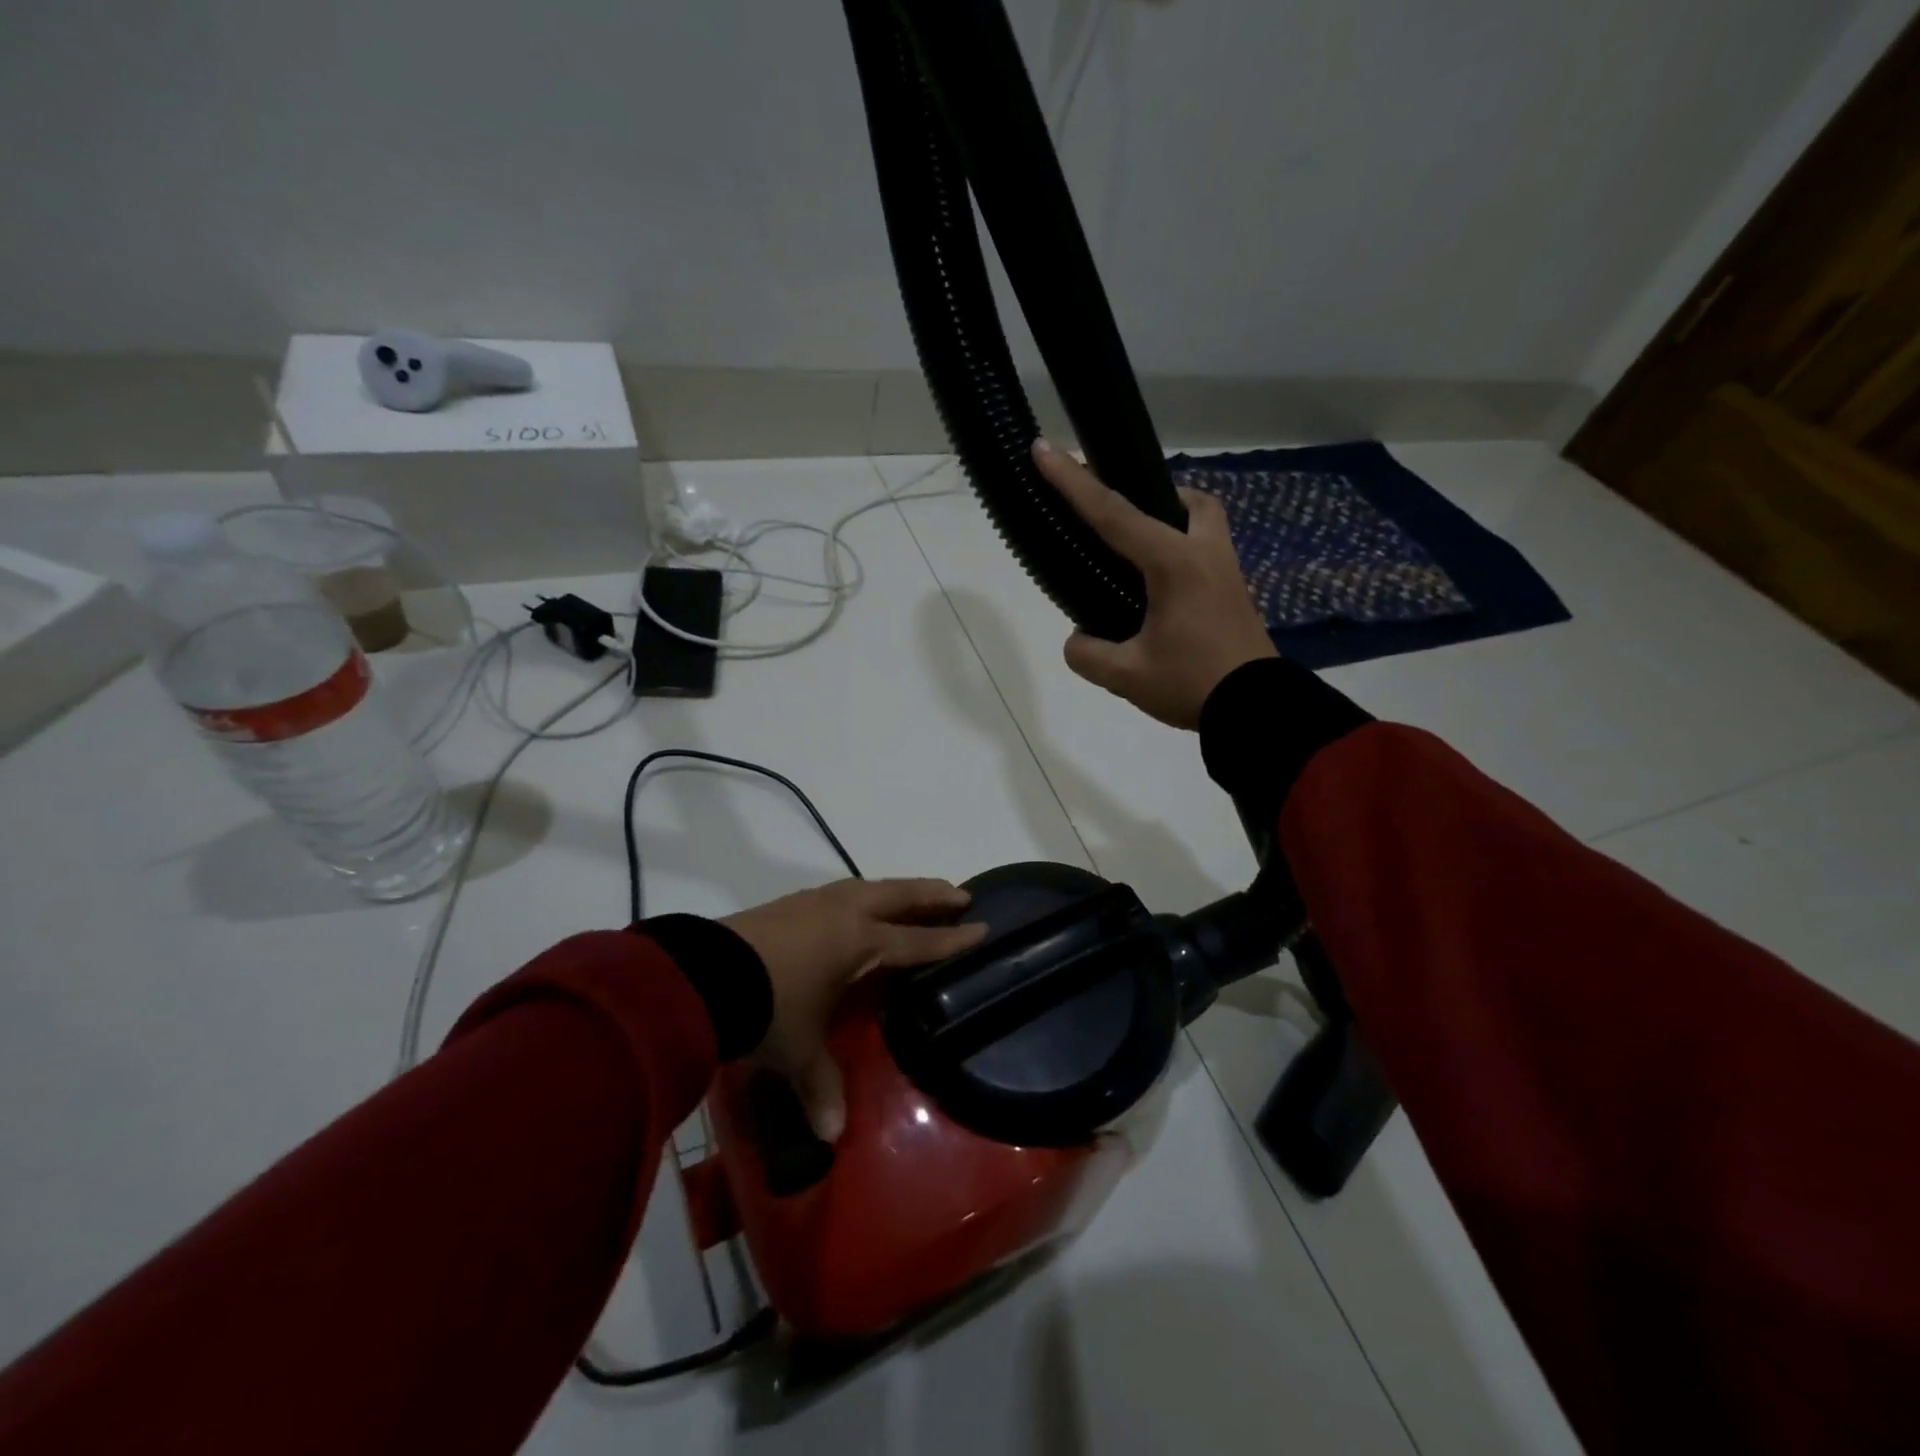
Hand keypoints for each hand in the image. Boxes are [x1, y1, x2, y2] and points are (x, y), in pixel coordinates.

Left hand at [723, 879, 985, 1140]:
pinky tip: (855, 906)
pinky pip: (842, 893)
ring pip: (869, 887)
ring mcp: (814, 902)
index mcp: (860, 942)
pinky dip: (863, 896)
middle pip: (899, 896)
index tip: (982, 926)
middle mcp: (844, 913)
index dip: (951, 939)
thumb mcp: (798, 1050)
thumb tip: (831, 1135)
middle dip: (932, 895)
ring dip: (896, 890)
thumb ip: (819, 1087)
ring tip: (911, 894)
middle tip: (960, 894)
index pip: (917, 941)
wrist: (704, 973)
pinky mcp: (788, 903)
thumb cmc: (767, 1007)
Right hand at [1035, 439, 1275, 728]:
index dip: (1073, 481)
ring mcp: (1228, 574)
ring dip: (1175, 523)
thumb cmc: (1192, 684)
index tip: (1045, 448)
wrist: (1260, 711)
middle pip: (1187, 500)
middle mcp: (1205, 556)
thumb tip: (1078, 639)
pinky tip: (1163, 591)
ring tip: (1142, 556)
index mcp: (1174, 564)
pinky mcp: (1237, 595)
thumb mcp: (1126, 676)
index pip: (1113, 514)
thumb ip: (1088, 653)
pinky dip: (1184, 554)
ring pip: (1206, 523)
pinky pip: (1209, 554)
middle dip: (1154, 495)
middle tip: (1125, 517)